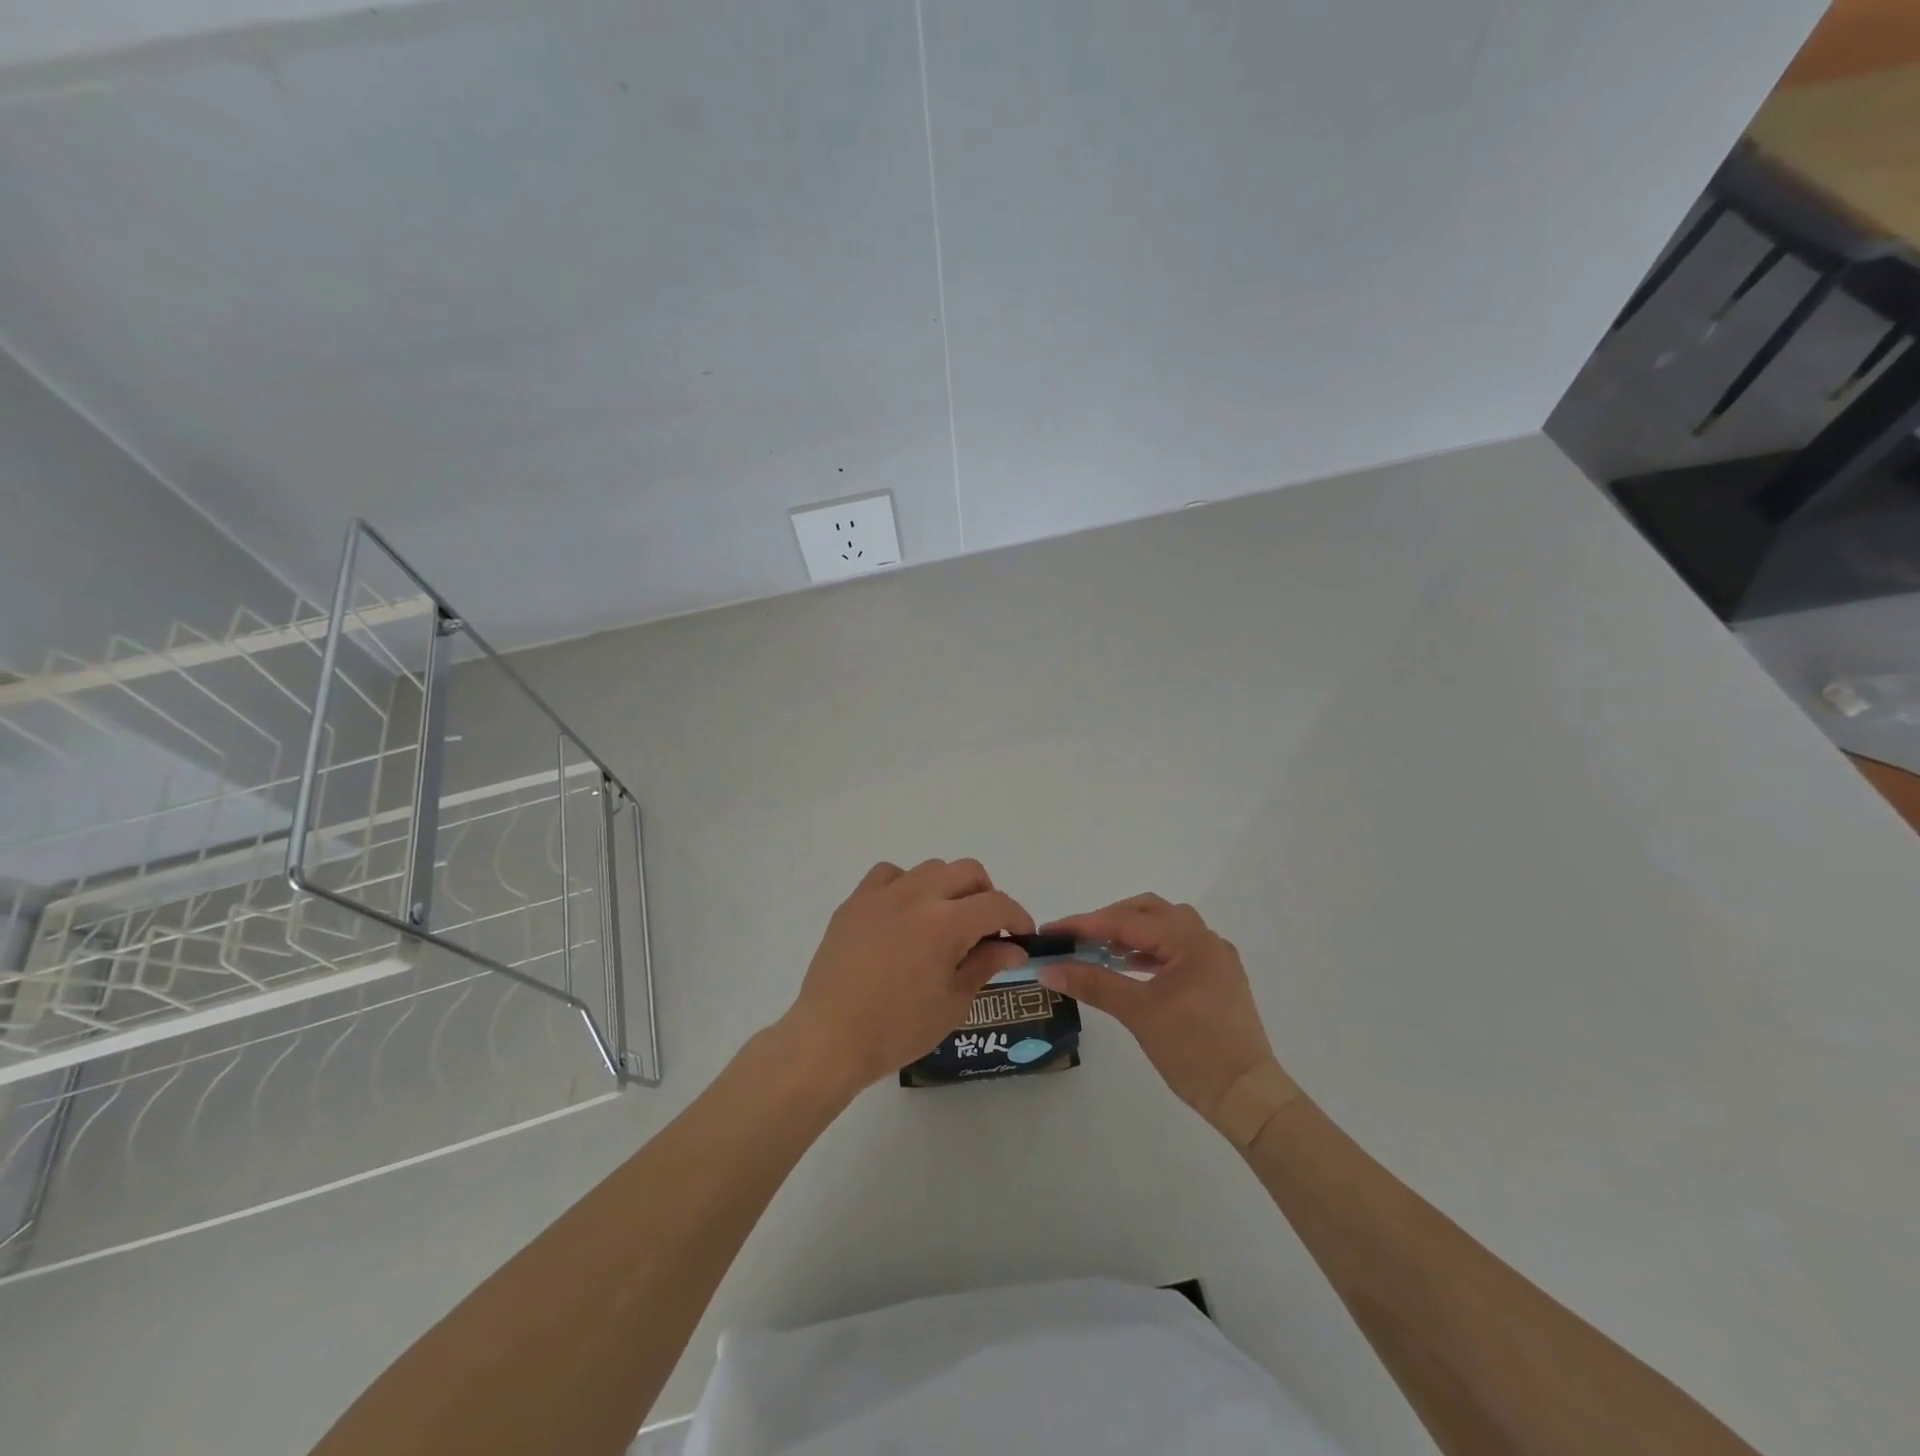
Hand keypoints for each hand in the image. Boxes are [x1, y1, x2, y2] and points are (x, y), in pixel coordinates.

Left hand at [778, 860, 1032, 1094]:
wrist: (831, 1037)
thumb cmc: (898, 1028)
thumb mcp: (953, 1002)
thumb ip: (985, 965)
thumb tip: (1013, 948)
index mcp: (947, 922)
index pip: (996, 904)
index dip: (1017, 917)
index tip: (1021, 937)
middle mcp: (918, 895)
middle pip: (967, 871)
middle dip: (987, 895)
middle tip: (986, 928)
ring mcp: (882, 894)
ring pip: (930, 868)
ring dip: (948, 887)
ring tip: (944, 920)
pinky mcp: (855, 902)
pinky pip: (888, 874)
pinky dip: (906, 885)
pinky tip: (904, 912)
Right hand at [1037, 895, 1276, 1129]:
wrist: (1248, 1097)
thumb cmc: (1194, 1051)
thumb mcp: (1138, 1014)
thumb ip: (1093, 983)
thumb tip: (1048, 969)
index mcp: (1191, 941)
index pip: (1128, 921)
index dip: (1085, 924)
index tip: (1051, 931)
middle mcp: (1206, 940)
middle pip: (1149, 912)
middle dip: (1109, 920)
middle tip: (1076, 938)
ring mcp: (1215, 959)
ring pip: (1164, 928)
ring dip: (1130, 933)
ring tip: (1097, 950)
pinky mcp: (1217, 979)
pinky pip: (1176, 949)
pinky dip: (1148, 951)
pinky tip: (1127, 966)